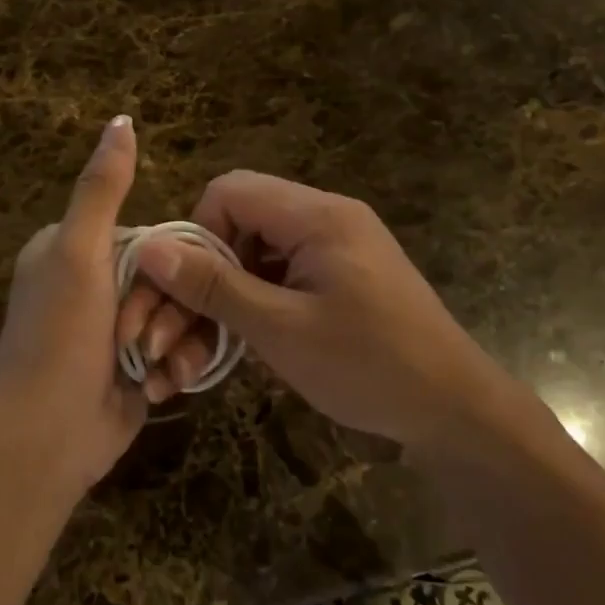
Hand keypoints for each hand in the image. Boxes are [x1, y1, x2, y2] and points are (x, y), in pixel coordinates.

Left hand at [0, 116, 178, 489]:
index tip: (156, 291)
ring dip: (176, 344)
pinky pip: (176, 351)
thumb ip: (102, 188)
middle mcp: (93, 285)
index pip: (151, 236)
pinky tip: (158, 388)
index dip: (166, 262)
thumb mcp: (80, 252)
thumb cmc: (59, 337)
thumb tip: (121, 120)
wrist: (44, 438)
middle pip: (169, 278)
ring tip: (155, 370)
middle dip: (169, 312)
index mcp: (73, 250)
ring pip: (179, 315)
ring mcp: (114, 329)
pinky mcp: (132, 368)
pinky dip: (172, 369)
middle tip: (146, 342)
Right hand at [117, 171, 522, 449]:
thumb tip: (148, 247)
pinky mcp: (339, 278)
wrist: (456, 411)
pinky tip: (237, 350)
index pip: (228, 192)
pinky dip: (252, 308)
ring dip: (222, 300)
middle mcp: (325, 219)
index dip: (195, 236)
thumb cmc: (369, 367)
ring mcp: (335, 250)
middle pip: (238, 223)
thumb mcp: (281, 329)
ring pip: (254, 256)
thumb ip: (213, 285)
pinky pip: (279, 278)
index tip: (185, 291)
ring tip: (197, 357)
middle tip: (171, 337)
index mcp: (316, 216)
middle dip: (200, 277)